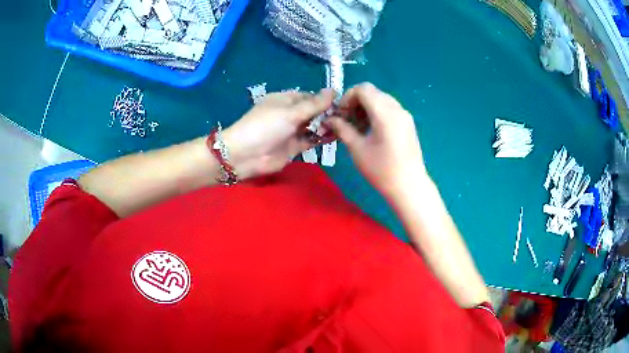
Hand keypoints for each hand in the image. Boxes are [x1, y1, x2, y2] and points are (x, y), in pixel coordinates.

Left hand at [223, 89, 334, 178]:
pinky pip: (311, 140)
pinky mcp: (294, 147)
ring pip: (313, 126)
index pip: (309, 96)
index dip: (324, 99)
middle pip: (312, 111)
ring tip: (344, 126)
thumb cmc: (266, 126)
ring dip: (326, 126)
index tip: (342, 103)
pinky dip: (322, 139)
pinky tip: (336, 136)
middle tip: (345, 117)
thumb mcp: (290, 112)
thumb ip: (314, 104)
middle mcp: (289, 114)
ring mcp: (291, 131)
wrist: (246, 155)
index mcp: (285, 100)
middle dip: (327, 113)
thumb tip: (333, 90)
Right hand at [328, 83, 426, 199]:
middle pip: (373, 92)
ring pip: (381, 99)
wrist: (409, 186)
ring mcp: (405, 115)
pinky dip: (377, 113)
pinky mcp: (408, 123)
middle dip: (356, 102)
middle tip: (346, 120)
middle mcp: (397, 109)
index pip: (363, 89)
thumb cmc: (382, 170)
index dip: (348, 97)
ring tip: (358, 128)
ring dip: (366, 107)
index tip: (340, 113)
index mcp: (385, 113)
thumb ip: (342, 129)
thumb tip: (329, 119)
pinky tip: (371, 131)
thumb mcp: (358, 149)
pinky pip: (390, 109)